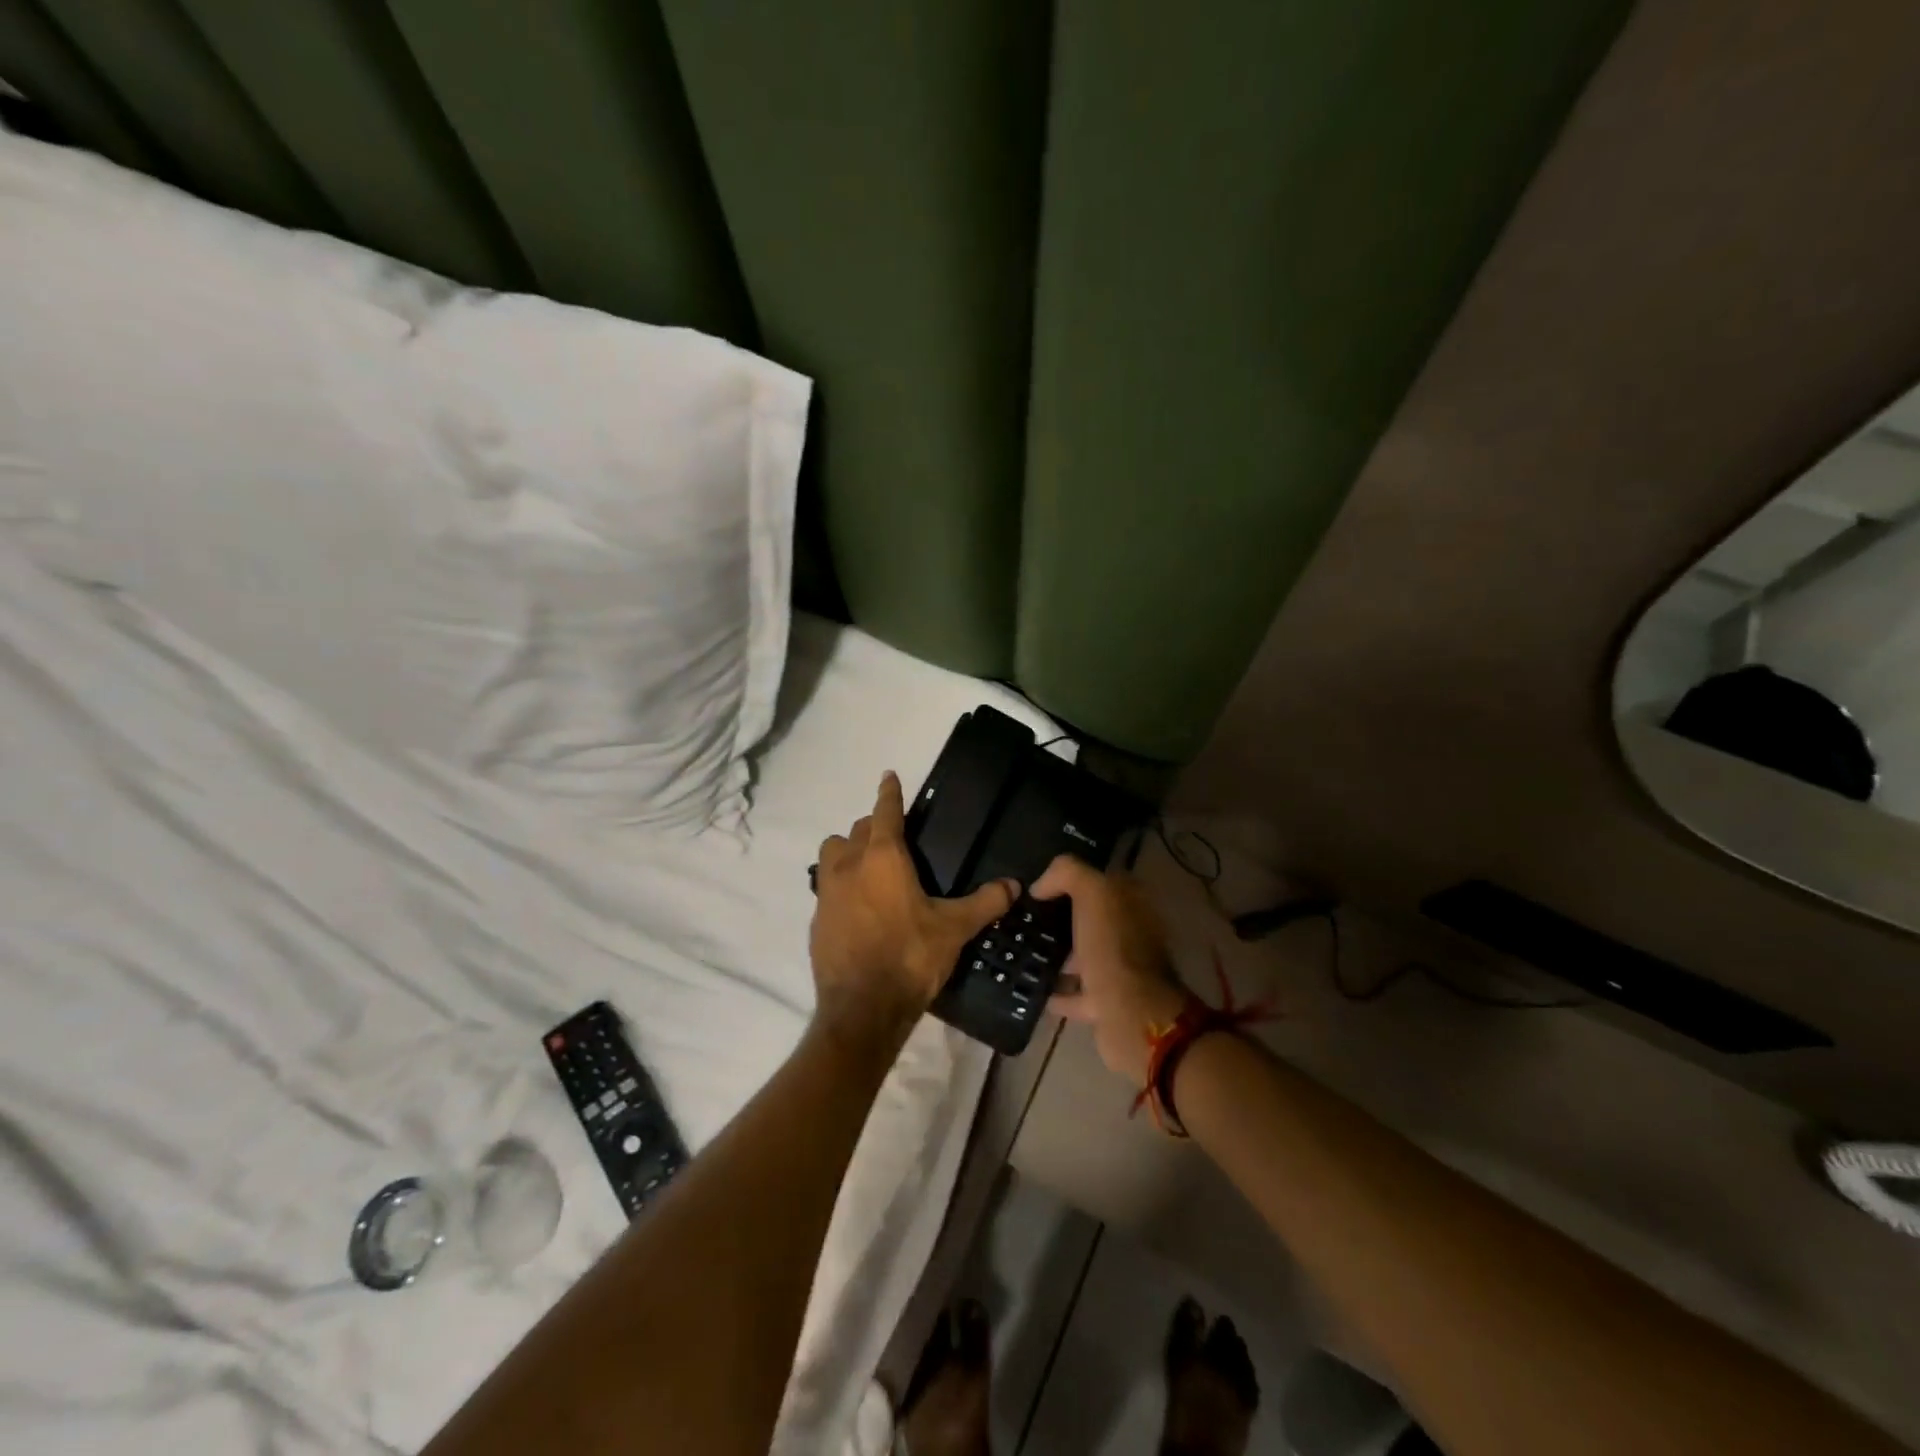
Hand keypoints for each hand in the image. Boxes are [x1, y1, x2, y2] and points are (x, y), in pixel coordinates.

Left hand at [811, 772, 1019, 1037]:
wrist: (862, 1008)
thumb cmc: (910, 957)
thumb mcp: (954, 929)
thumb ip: (985, 902)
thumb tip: (1014, 885)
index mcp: (883, 858)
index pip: (884, 812)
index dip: (889, 792)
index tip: (889, 776)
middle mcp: (849, 865)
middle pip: (857, 829)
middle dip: (873, 826)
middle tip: (893, 838)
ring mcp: (827, 891)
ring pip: (832, 852)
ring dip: (848, 850)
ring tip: (869, 867)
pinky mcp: (817, 918)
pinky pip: (826, 886)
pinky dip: (840, 884)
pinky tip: (858, 905)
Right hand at [1033, 855, 1188, 1085]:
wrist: (1131, 1015)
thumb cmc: (1113, 947)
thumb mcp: (1093, 893)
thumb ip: (1067, 874)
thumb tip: (1041, 885)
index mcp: (1132, 904)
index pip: (1100, 880)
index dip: (1070, 879)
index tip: (1037, 886)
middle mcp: (1130, 934)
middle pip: (1091, 918)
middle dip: (1062, 916)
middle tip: (1025, 917)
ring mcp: (1120, 971)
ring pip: (1084, 955)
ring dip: (1060, 954)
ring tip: (1024, 949)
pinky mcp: (1107, 1004)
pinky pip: (1076, 992)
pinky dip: (1058, 991)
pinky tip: (1033, 986)